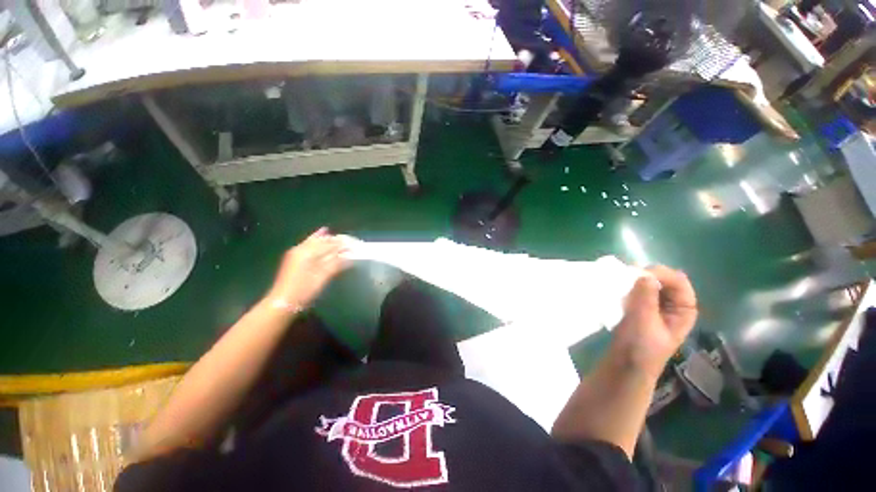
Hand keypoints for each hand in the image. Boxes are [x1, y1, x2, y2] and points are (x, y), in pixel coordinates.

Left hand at [267, 228, 348, 309]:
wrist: (283, 302)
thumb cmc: (304, 290)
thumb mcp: (322, 278)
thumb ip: (336, 264)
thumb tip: (349, 256)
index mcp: (308, 253)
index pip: (329, 244)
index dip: (342, 243)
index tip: (353, 243)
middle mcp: (302, 248)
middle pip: (322, 240)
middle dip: (335, 240)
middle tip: (348, 241)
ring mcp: (296, 252)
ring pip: (314, 240)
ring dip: (327, 239)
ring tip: (339, 237)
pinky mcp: (294, 257)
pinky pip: (308, 243)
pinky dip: (317, 239)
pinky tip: (322, 234)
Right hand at [611, 266, 697, 378]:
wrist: (625, 366)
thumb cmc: (640, 348)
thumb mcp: (644, 322)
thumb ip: (646, 297)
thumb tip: (644, 274)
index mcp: (684, 309)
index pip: (678, 281)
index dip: (660, 274)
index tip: (637, 275)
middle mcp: (673, 304)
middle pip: (664, 279)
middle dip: (646, 276)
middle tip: (625, 277)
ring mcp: (655, 306)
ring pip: (649, 283)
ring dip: (635, 281)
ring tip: (620, 283)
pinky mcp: (640, 308)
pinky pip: (637, 291)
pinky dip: (629, 287)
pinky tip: (618, 291)